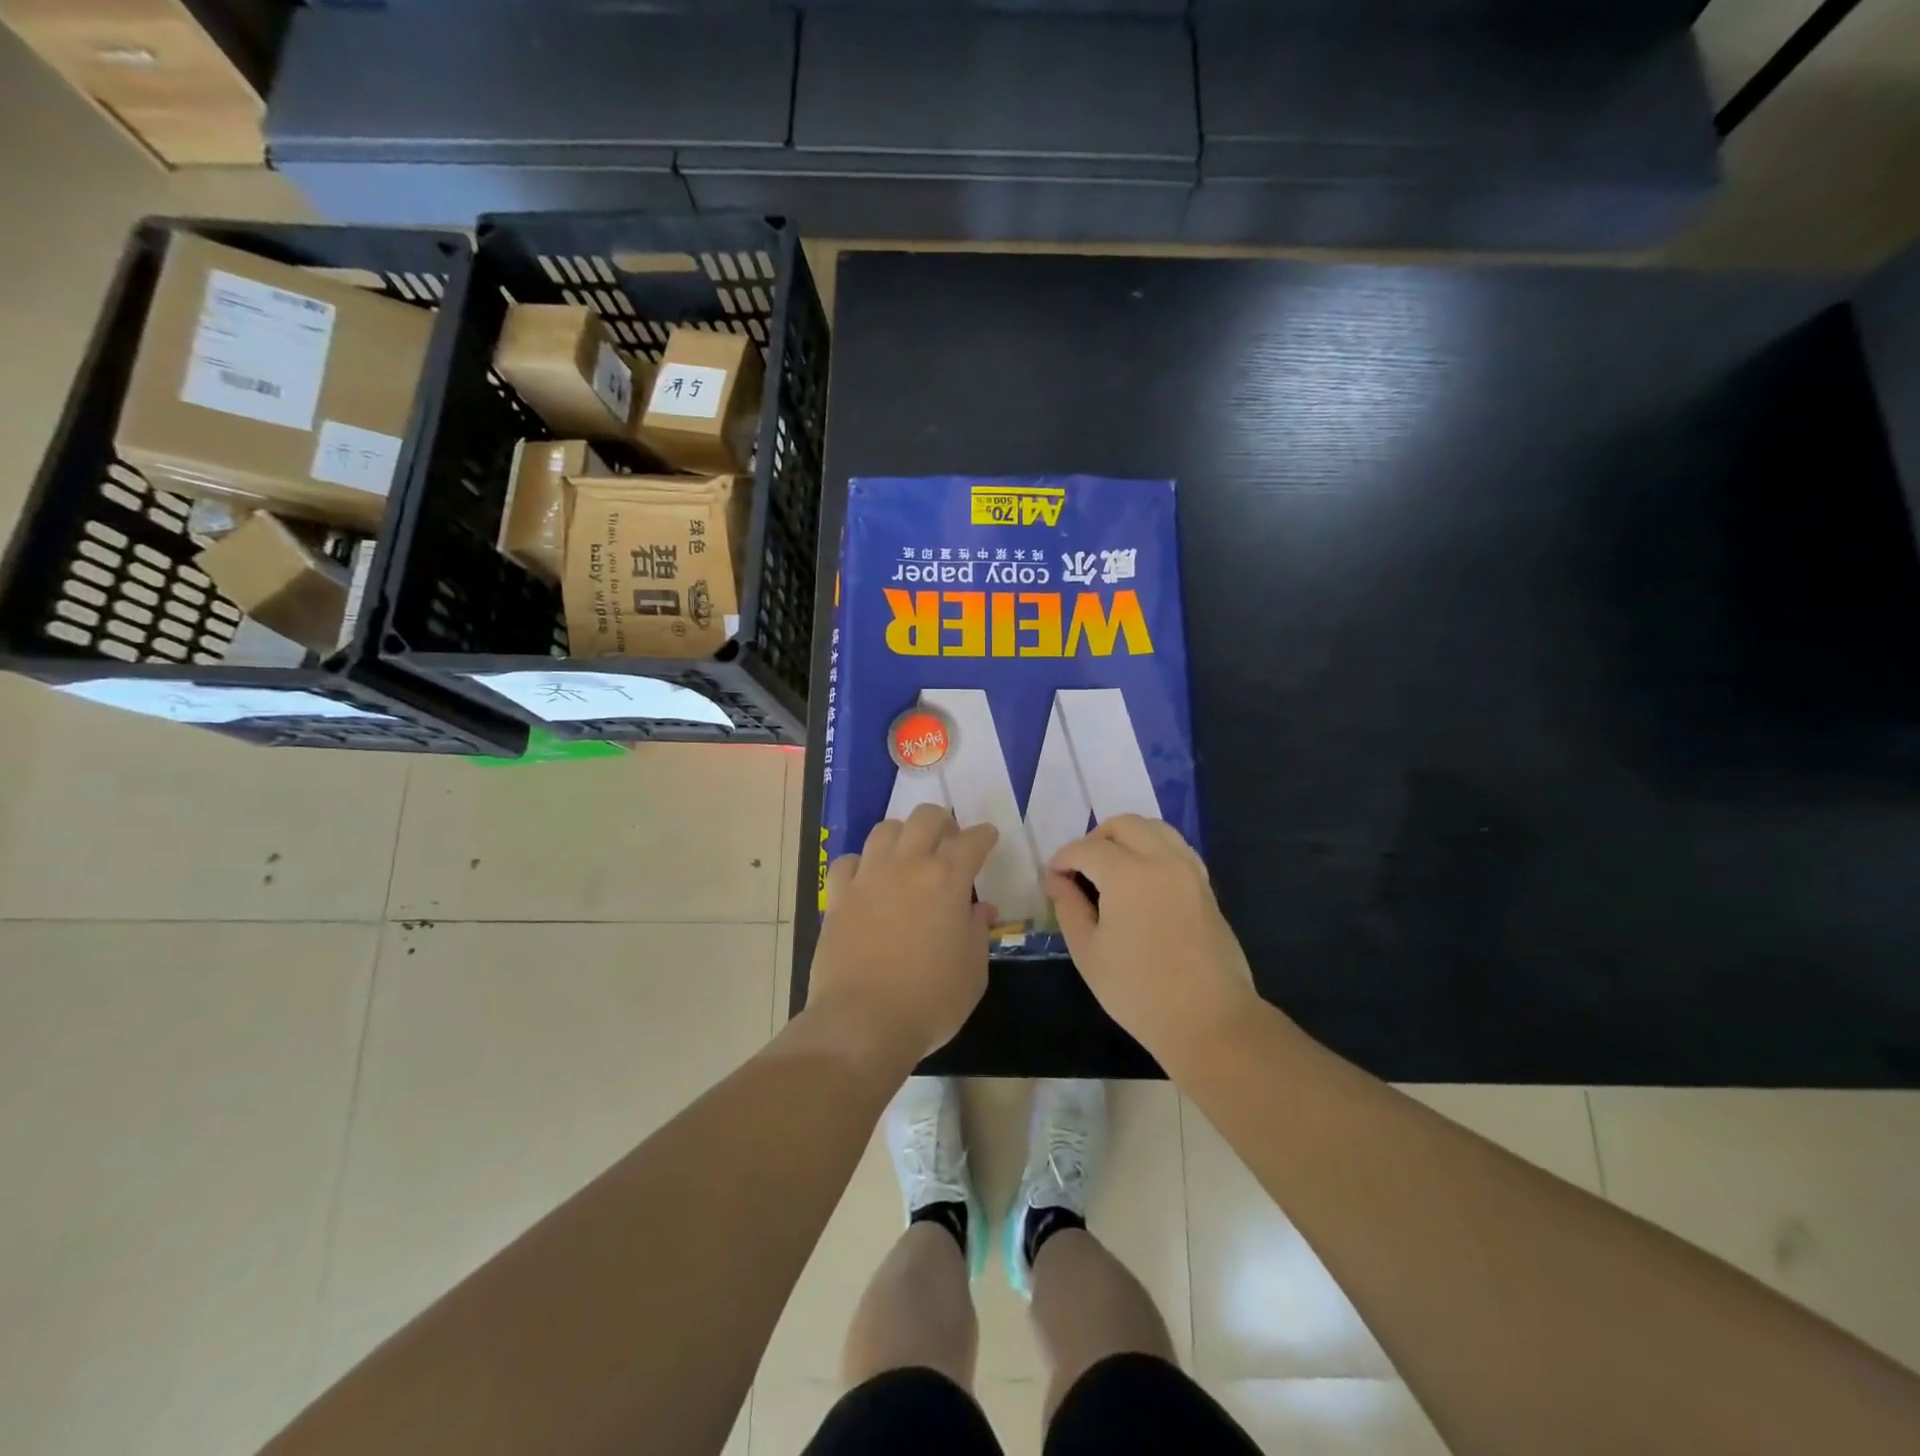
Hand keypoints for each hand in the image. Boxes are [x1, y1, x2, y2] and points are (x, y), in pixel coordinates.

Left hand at [808, 804, 998, 1064]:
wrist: (862, 1022)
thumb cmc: (930, 1001)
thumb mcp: (973, 972)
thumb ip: (977, 932)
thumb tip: (978, 909)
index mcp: (947, 879)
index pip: (972, 840)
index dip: (984, 835)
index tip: (988, 838)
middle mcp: (907, 865)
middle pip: (925, 818)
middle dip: (943, 822)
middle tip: (949, 840)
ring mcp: (868, 877)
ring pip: (885, 830)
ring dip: (903, 834)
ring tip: (909, 854)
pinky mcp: (838, 896)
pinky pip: (848, 861)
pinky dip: (862, 864)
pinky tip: (868, 880)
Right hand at [1044, 815, 1257, 1067]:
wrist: (1209, 1020)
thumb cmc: (1139, 992)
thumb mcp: (1089, 954)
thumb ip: (1069, 908)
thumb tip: (1056, 881)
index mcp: (1128, 874)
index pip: (1087, 849)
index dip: (1064, 859)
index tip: (1052, 878)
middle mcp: (1162, 860)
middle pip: (1124, 825)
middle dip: (1095, 839)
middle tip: (1080, 870)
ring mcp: (1190, 871)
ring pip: (1155, 829)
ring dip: (1127, 838)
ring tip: (1110, 869)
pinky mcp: (1206, 887)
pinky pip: (1176, 848)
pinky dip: (1153, 848)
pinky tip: (1141, 879)